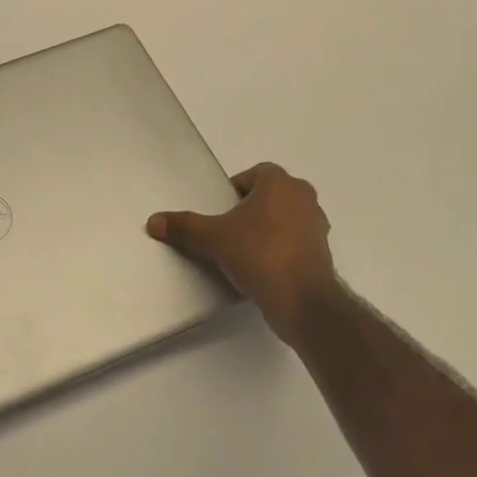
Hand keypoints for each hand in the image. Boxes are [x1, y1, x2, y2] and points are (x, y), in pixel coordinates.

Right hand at [147, 162, 338, 339]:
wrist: (303, 302)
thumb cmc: (259, 254)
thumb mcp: (213, 238)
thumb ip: (184, 226)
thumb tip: (153, 221)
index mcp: (281, 184)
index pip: (255, 173)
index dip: (236, 188)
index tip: (221, 209)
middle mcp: (304, 198)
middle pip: (270, 195)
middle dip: (250, 208)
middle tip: (227, 227)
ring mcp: (317, 227)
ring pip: (284, 218)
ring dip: (266, 228)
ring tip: (242, 249)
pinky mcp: (322, 254)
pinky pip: (294, 242)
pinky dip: (279, 249)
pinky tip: (260, 268)